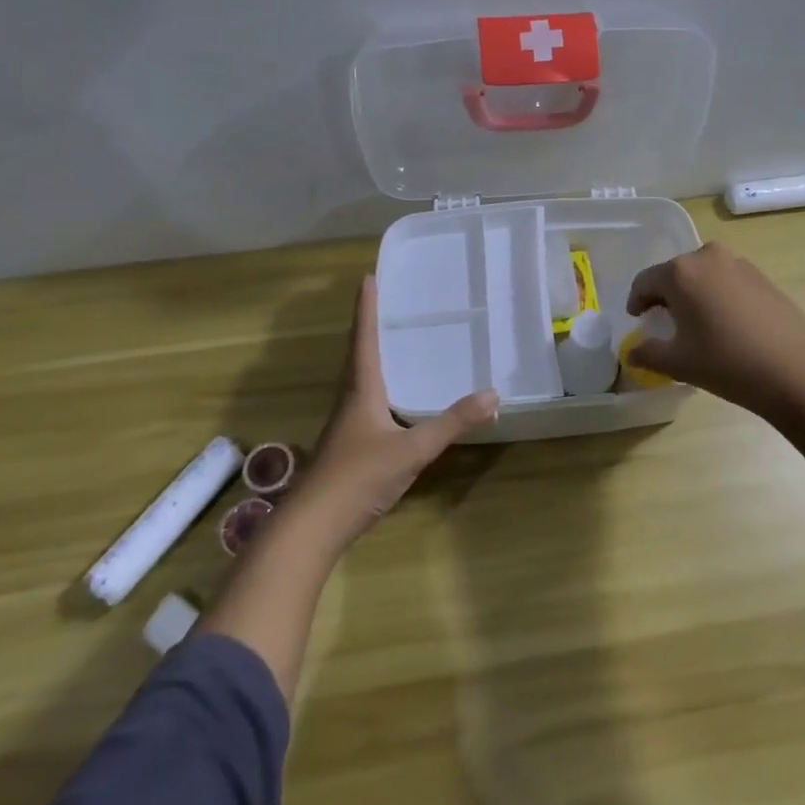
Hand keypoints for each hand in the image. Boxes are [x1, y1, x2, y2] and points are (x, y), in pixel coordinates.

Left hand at [289, 276, 497, 545]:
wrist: (312, 527)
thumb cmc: (358, 477)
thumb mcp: (412, 449)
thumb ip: (451, 423)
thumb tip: (493, 394)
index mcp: (361, 389)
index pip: (363, 338)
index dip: (366, 308)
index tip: (368, 277)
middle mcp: (350, 399)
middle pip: (358, 353)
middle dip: (369, 325)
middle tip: (385, 300)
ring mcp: (346, 424)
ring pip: (359, 378)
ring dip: (371, 353)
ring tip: (392, 339)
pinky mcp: (348, 445)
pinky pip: (365, 400)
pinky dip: (379, 385)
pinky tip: (394, 397)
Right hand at [626, 242, 804, 416]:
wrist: (796, 370)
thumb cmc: (727, 363)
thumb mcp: (679, 363)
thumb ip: (648, 353)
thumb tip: (632, 353)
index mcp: (681, 272)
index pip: (645, 281)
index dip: (637, 301)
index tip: (638, 320)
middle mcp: (708, 257)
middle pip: (675, 273)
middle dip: (666, 295)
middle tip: (666, 322)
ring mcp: (739, 264)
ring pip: (704, 275)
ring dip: (694, 294)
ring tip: (697, 323)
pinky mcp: (763, 277)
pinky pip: (728, 281)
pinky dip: (718, 296)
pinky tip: (727, 324)